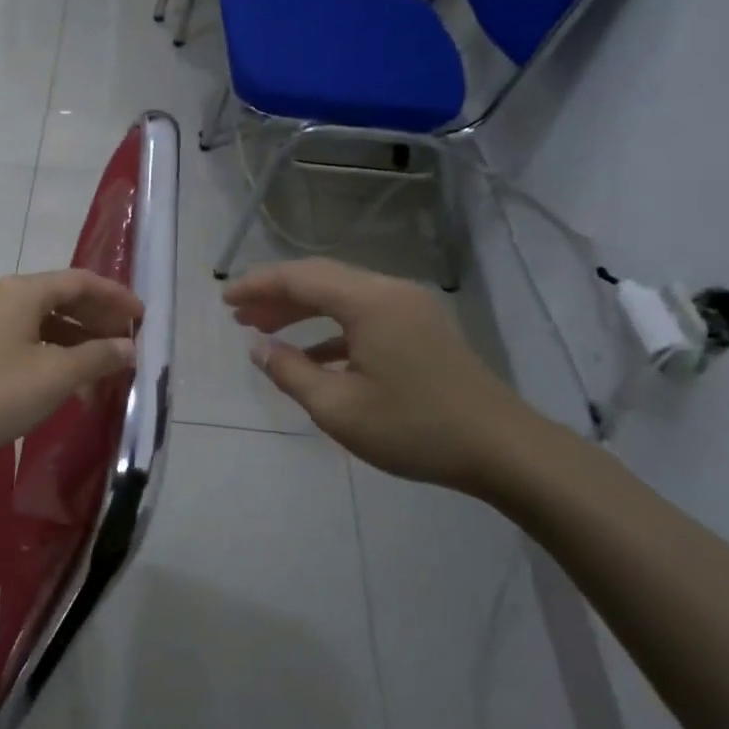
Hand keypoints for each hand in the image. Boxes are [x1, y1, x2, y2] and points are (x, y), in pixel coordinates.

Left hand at [0, 270, 142, 463]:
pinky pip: (27, 342)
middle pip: (62, 299)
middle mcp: (5, 298)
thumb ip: (97, 357)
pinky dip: (54, 356)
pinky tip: (67, 384)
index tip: (142, 317)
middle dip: (98, 320)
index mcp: (24, 292)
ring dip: (77, 342)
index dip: (115, 296)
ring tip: (104, 369)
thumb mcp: (55, 375)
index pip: (81, 281)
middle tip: (127, 343)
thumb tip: (128, 347)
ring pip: (45, 324)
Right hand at [224, 258, 540, 494]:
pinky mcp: (422, 328)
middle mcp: (390, 292)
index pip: (300, 278)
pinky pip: (364, 315)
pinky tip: (311, 354)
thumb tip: (259, 349)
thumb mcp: (338, 408)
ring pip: (342, 295)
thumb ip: (291, 373)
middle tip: (238, 315)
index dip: (257, 285)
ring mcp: (411, 308)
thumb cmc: (415, 428)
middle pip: (321, 279)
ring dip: (302, 310)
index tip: (224, 300)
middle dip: (276, 295)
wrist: (503, 449)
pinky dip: (331, 328)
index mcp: (369, 302)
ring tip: (263, 329)